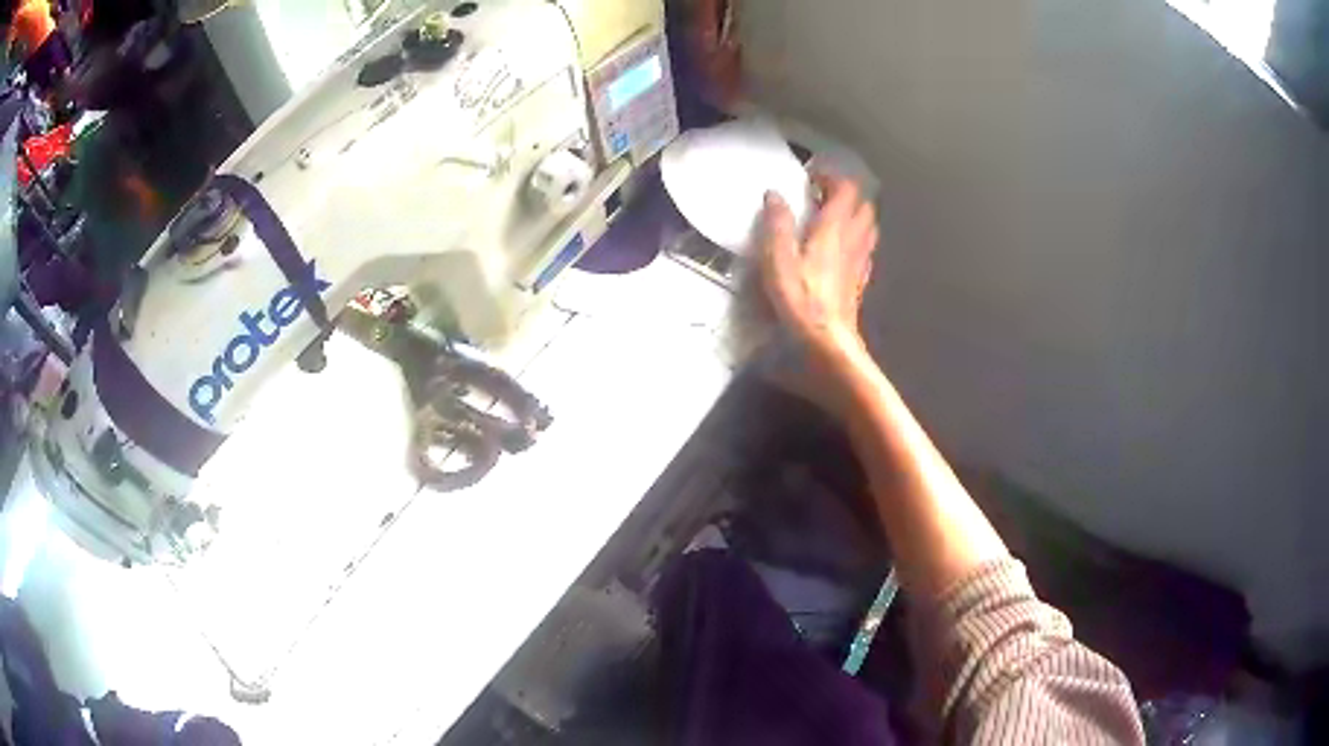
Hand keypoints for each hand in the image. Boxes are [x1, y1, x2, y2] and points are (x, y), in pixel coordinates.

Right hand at [760, 173, 877, 361]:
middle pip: (863, 206)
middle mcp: (853, 240)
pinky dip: (856, 241)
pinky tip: (841, 251)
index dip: (832, 176)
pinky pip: (865, 251)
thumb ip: (777, 224)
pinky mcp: (860, 283)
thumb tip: (775, 194)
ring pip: (868, 228)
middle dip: (846, 194)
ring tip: (831, 219)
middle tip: (821, 195)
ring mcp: (860, 263)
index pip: (846, 189)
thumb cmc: (800, 300)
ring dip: (854, 216)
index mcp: (833, 229)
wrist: (827, 344)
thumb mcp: (778, 259)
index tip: (811, 175)